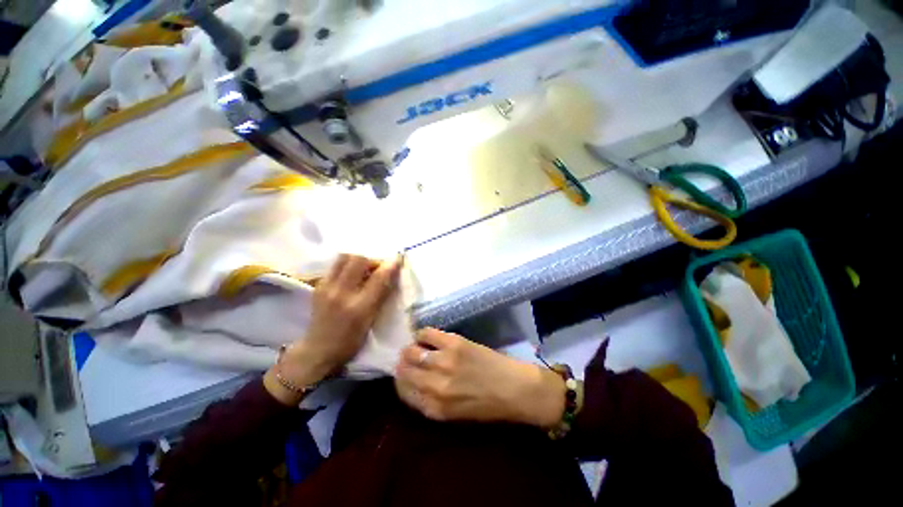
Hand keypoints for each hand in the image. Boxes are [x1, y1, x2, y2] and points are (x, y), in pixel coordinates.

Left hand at [265, 254, 401, 404]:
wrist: (317, 350)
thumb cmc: (350, 341)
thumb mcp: (371, 320)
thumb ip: (381, 295)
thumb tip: (392, 274)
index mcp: (359, 307)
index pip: (378, 278)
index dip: (390, 265)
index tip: (398, 259)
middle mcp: (341, 293)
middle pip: (358, 260)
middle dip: (372, 259)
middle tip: (378, 267)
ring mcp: (326, 287)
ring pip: (344, 258)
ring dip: (358, 259)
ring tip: (364, 269)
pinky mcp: (318, 285)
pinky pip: (335, 265)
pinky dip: (347, 265)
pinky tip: (352, 275)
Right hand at [395, 328, 564, 426]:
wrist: (513, 388)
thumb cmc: (486, 405)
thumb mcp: (453, 414)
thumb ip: (430, 401)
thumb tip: (413, 382)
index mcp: (433, 408)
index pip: (403, 391)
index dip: (400, 380)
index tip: (403, 373)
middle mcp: (434, 385)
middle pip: (404, 370)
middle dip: (402, 363)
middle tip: (408, 357)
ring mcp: (444, 361)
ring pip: (411, 351)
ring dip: (411, 348)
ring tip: (416, 346)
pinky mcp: (454, 343)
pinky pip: (426, 334)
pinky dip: (422, 334)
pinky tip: (427, 337)